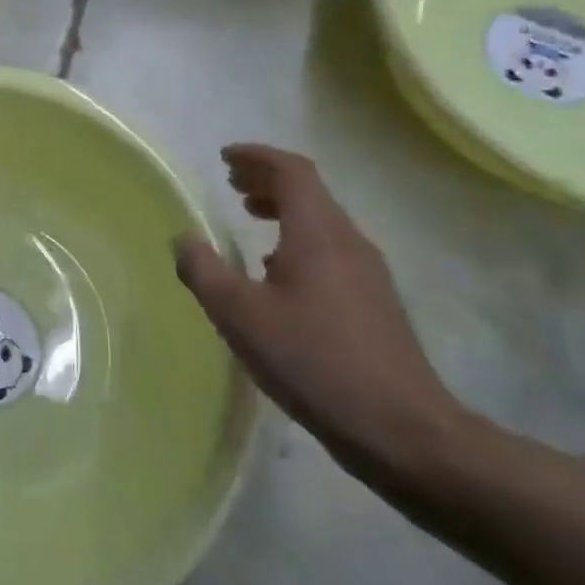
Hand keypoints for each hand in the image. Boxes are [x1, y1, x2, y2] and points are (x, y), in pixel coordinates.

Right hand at [174, 144, 466, 477]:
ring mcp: (368, 271)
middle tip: (231, 183)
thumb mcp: (239, 315)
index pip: (292, 171)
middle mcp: (348, 241)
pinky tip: (276, 270)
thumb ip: (203, 271)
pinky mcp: (375, 300)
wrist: (401, 428)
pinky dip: (297, 237)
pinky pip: (330, 247)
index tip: (224, 157)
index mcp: (317, 233)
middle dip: (267, 179)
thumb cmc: (312, 361)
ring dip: (283, 208)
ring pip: (321, 220)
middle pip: (309, 191)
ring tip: (249, 217)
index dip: (256, 157)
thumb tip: (183, 238)